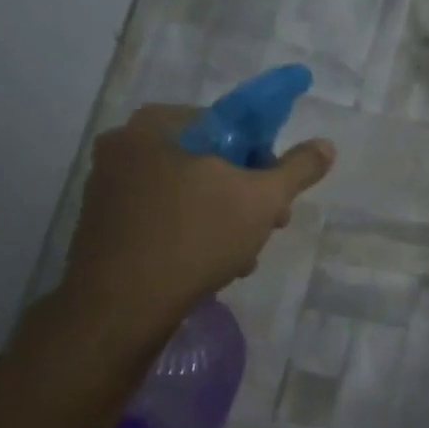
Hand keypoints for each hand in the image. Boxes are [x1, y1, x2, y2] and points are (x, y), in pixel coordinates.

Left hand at [58, 104, 333, 340]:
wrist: (123, 303)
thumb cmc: (197, 236)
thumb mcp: (263, 199)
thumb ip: (297, 169)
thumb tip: (326, 145)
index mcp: (160, 124)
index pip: (229, 124)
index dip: (263, 158)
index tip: (277, 193)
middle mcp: (126, 144)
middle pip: (208, 160)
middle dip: (245, 194)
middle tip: (268, 226)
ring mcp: (108, 184)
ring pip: (186, 191)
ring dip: (222, 217)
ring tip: (242, 254)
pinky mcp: (102, 221)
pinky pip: (161, 214)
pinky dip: (190, 231)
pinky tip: (210, 262)